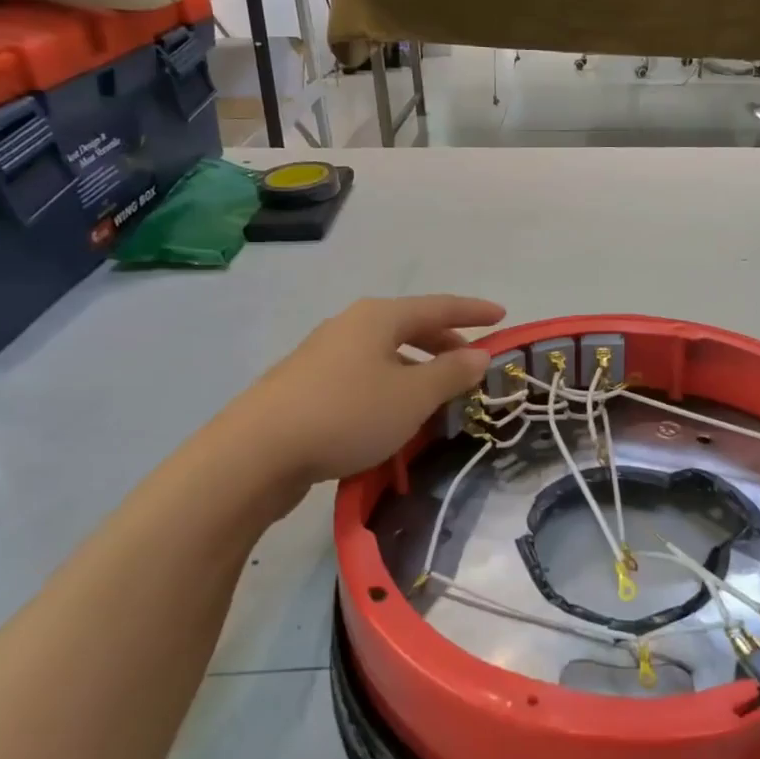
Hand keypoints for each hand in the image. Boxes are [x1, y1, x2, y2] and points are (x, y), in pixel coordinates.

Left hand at [238, 295, 504, 487]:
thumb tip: (479, 355)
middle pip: (410, 328)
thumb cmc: (348, 413)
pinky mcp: (307, 387)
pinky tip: (395, 418)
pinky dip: (391, 389)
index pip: (439, 306)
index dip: (473, 311)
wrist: (257, 452)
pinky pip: (364, 377)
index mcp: (379, 317)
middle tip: (472, 365)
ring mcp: (324, 356)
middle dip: (445, 344)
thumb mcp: (412, 396)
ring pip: (386, 355)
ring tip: (438, 398)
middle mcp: (351, 327)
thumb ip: (451, 373)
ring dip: (417, 371)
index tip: (502, 316)